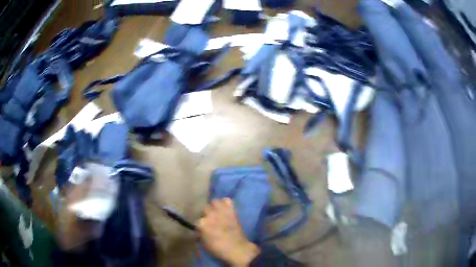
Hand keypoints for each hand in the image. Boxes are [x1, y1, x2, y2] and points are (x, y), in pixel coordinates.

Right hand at [197, 198, 259, 266]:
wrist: (237, 249)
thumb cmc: (218, 249)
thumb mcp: (204, 244)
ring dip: (215, 207)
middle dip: (207, 214)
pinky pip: (227, 201)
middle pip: (205, 209)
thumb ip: (200, 234)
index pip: (197, 220)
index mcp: (201, 224)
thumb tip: (198, 231)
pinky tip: (225, 209)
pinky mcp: (231, 210)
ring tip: (217, 212)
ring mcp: (221, 211)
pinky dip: (226, 204)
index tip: (203, 228)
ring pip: (214, 201)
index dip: (200, 225)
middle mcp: (210, 215)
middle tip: (211, 220)